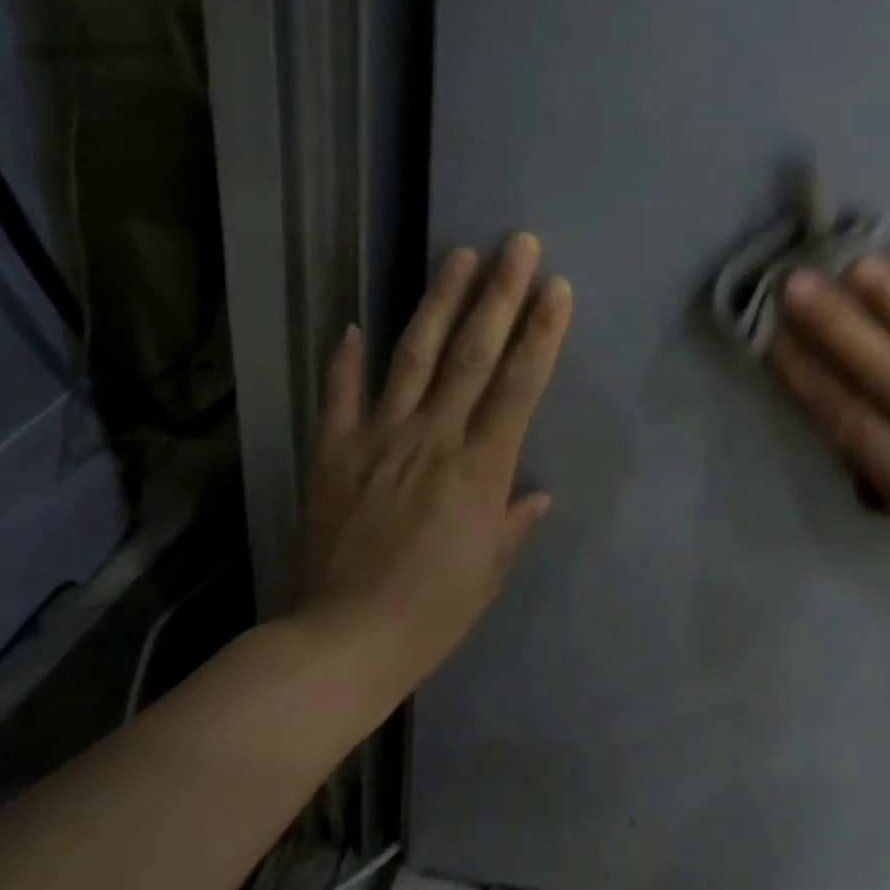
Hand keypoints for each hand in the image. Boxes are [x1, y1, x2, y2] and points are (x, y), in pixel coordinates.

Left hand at [292, 234, 571, 685]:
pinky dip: (345, 359)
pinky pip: (339, 396)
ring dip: (438, 302)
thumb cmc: (432, 612)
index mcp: (480, 468)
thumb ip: (514, 521)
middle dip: (499, 294)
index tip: (556, 288)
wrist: (339, 644)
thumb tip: (536, 492)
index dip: (541, 332)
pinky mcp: (333, 453)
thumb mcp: (490, 571)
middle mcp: (433, 438)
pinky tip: (352, 324)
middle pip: (472, 353)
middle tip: (518, 245)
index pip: (519, 384)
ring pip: (414, 357)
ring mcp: (378, 439)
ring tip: (457, 255)